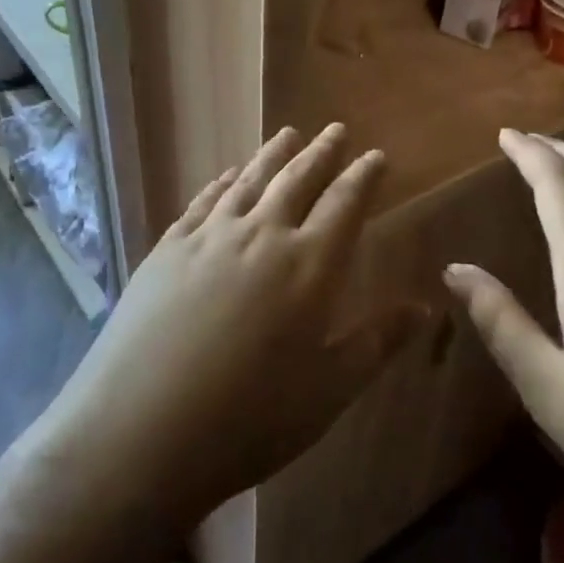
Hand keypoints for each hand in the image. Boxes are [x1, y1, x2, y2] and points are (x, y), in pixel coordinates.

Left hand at [40, 125, 389, 531]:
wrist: (138, 432)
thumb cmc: (248, 420)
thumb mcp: (328, 391)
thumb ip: (377, 342)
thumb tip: (424, 307)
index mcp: (309, 266)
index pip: (345, 204)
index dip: (364, 176)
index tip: (376, 155)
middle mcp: (262, 235)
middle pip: (298, 180)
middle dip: (322, 153)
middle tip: (336, 130)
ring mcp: (209, 237)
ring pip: (250, 181)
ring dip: (273, 155)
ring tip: (288, 134)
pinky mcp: (167, 249)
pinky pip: (204, 201)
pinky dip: (223, 182)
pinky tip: (229, 176)